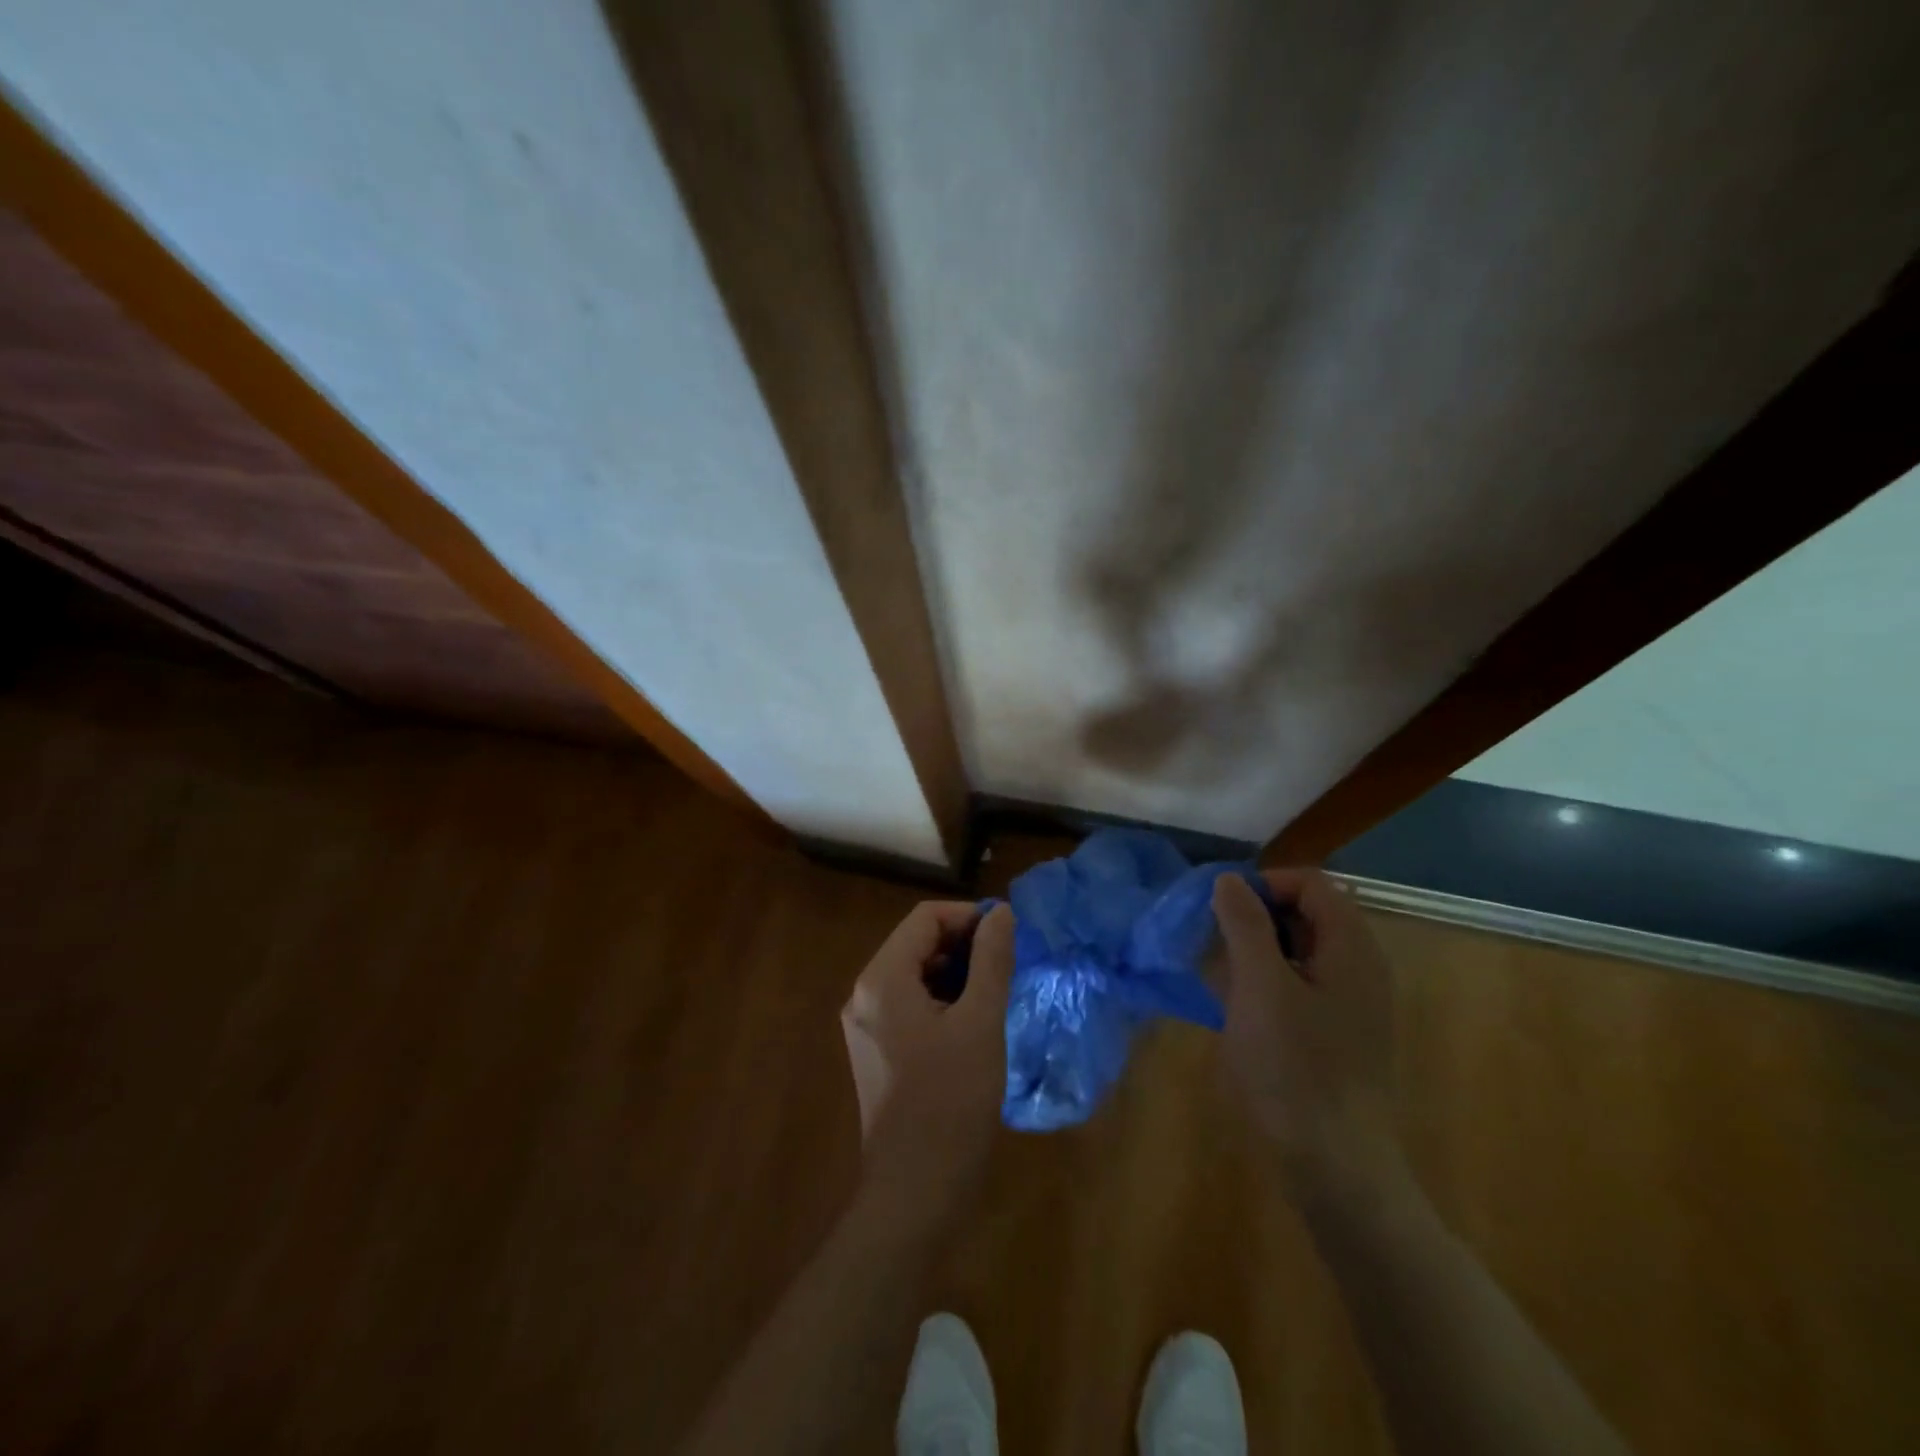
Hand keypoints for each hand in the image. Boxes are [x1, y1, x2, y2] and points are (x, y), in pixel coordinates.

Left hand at [839, 902, 1014, 1210]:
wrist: (915, 1193)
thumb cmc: (951, 1101)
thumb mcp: (980, 1022)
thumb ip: (991, 960)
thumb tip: (1000, 913)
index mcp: (882, 979)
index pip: (925, 918)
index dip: (968, 917)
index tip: (1007, 936)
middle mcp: (864, 995)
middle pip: (916, 944)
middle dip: (963, 945)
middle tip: (1007, 966)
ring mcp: (866, 1025)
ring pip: (915, 975)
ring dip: (955, 973)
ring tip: (995, 994)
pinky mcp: (876, 1052)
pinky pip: (910, 1005)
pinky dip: (942, 1001)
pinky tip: (973, 1023)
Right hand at [1212, 869, 1404, 1209]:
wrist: (1336, 1166)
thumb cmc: (1295, 1068)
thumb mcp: (1260, 986)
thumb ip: (1245, 925)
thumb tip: (1229, 880)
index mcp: (1352, 948)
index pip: (1311, 884)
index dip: (1264, 885)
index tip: (1222, 910)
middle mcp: (1359, 967)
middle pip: (1306, 914)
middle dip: (1255, 918)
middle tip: (1214, 944)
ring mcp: (1351, 1003)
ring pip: (1298, 952)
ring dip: (1255, 952)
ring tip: (1217, 977)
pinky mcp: (1337, 1034)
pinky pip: (1299, 986)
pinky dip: (1266, 983)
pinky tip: (1236, 1009)